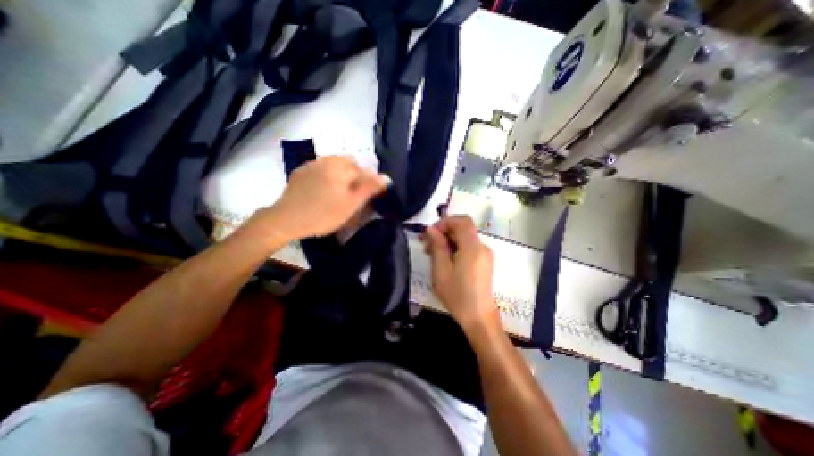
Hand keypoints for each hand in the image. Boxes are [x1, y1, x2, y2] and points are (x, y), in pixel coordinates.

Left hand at [261, 157, 387, 240]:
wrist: (286, 220)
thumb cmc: (323, 214)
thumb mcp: (351, 204)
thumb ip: (369, 188)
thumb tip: (386, 176)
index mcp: (341, 167)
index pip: (364, 171)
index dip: (368, 184)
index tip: (364, 198)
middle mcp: (327, 160)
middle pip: (350, 164)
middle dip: (354, 177)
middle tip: (350, 196)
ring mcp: (311, 164)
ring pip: (335, 165)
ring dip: (341, 176)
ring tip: (336, 194)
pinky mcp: (301, 172)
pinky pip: (320, 169)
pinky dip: (327, 177)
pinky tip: (321, 192)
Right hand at [424, 216, 498, 332]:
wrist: (479, 317)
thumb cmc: (457, 296)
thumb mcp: (441, 271)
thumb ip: (437, 247)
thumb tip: (431, 229)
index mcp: (473, 248)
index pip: (462, 221)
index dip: (445, 222)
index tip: (430, 233)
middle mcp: (482, 247)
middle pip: (463, 228)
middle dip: (443, 232)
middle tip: (426, 244)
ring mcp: (485, 254)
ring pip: (464, 237)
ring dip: (448, 240)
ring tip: (432, 253)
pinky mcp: (484, 261)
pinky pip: (468, 246)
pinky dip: (455, 247)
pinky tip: (444, 260)